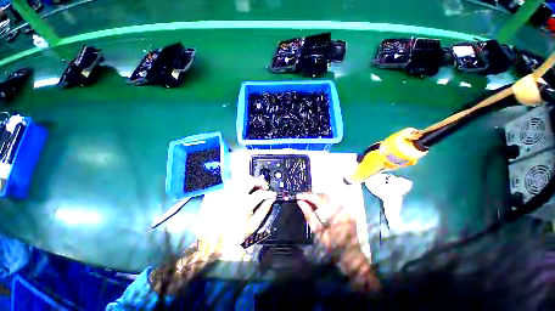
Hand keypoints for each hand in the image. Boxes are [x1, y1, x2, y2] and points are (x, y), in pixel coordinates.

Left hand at [152, 177, 275, 293]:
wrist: (210, 240)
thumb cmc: (233, 234)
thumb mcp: (252, 226)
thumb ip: (264, 210)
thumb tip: (271, 200)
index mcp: (243, 206)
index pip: (260, 194)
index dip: (269, 193)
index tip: (272, 194)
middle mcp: (233, 196)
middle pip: (249, 180)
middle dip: (259, 182)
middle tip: (263, 187)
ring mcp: (223, 193)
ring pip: (239, 178)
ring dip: (248, 181)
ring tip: (252, 187)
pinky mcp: (216, 192)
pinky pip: (229, 182)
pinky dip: (237, 183)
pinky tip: (240, 189)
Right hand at [297, 193, 380, 291]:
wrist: (351, 257)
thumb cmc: (333, 248)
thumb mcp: (318, 232)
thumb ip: (309, 215)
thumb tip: (300, 202)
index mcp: (335, 212)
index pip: (319, 198)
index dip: (307, 196)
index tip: (297, 196)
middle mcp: (342, 207)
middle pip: (324, 195)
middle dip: (311, 195)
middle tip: (301, 197)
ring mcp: (345, 208)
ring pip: (328, 198)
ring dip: (317, 198)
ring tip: (307, 200)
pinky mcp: (346, 211)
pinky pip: (333, 202)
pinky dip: (323, 202)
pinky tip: (316, 205)